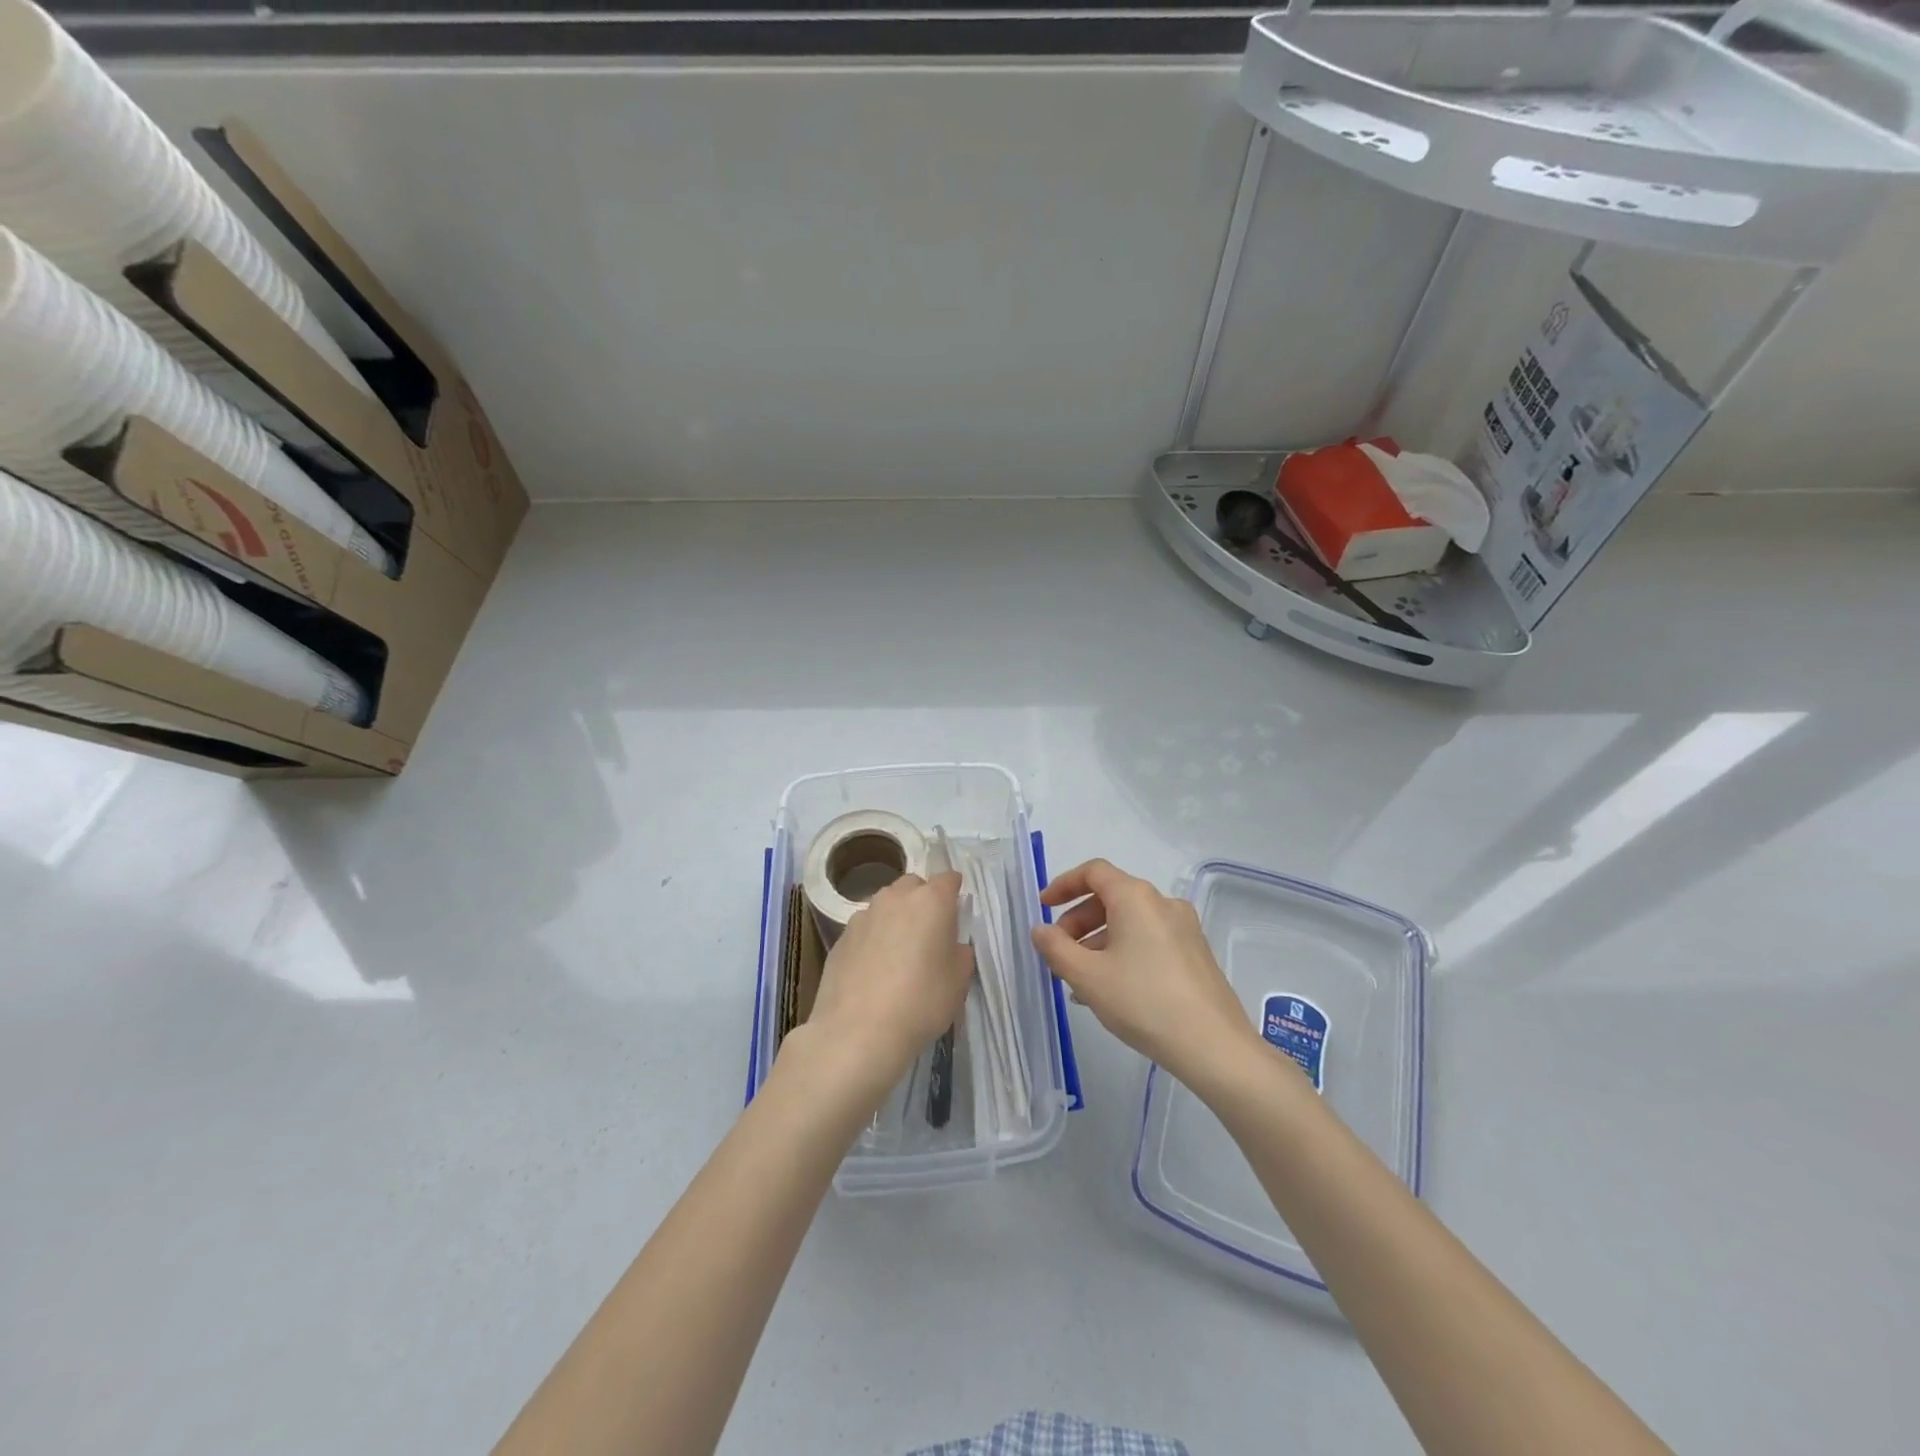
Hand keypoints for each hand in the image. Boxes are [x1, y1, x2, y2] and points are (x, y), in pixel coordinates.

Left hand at [805, 872, 974, 1094]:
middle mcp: (895, 898)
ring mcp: (864, 915)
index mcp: (931, 901)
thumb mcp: (959, 982)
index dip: (955, 892)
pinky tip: (874, 970)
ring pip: (886, 905)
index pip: (948, 879)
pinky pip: (865, 928)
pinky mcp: (841, 937)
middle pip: (913, 886)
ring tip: (899, 953)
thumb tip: (951, 945)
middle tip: (929, 934)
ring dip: (896, 919)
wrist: (857, 1032)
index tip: (957, 912)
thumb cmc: (921, 1002)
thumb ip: (960, 953)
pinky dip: (873, 939)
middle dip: (923, 901)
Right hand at [1032, 858, 1264, 1089]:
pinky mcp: (1195, 953)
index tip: (1043, 907)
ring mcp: (1184, 928)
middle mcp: (1162, 903)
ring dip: (1098, 940)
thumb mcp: (1087, 977)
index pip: (1093, 872)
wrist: (1213, 1046)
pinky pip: (1148, 939)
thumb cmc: (1143, 1001)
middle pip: (1111, 896)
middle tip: (1059, 952)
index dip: (1063, 884)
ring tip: (1081, 979)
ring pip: (1130, 921)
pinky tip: (1112, 988)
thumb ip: (1056, 948)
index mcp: (1135, 897)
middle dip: (1078, 920)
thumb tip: (1040, 930)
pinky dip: (1123, 950)